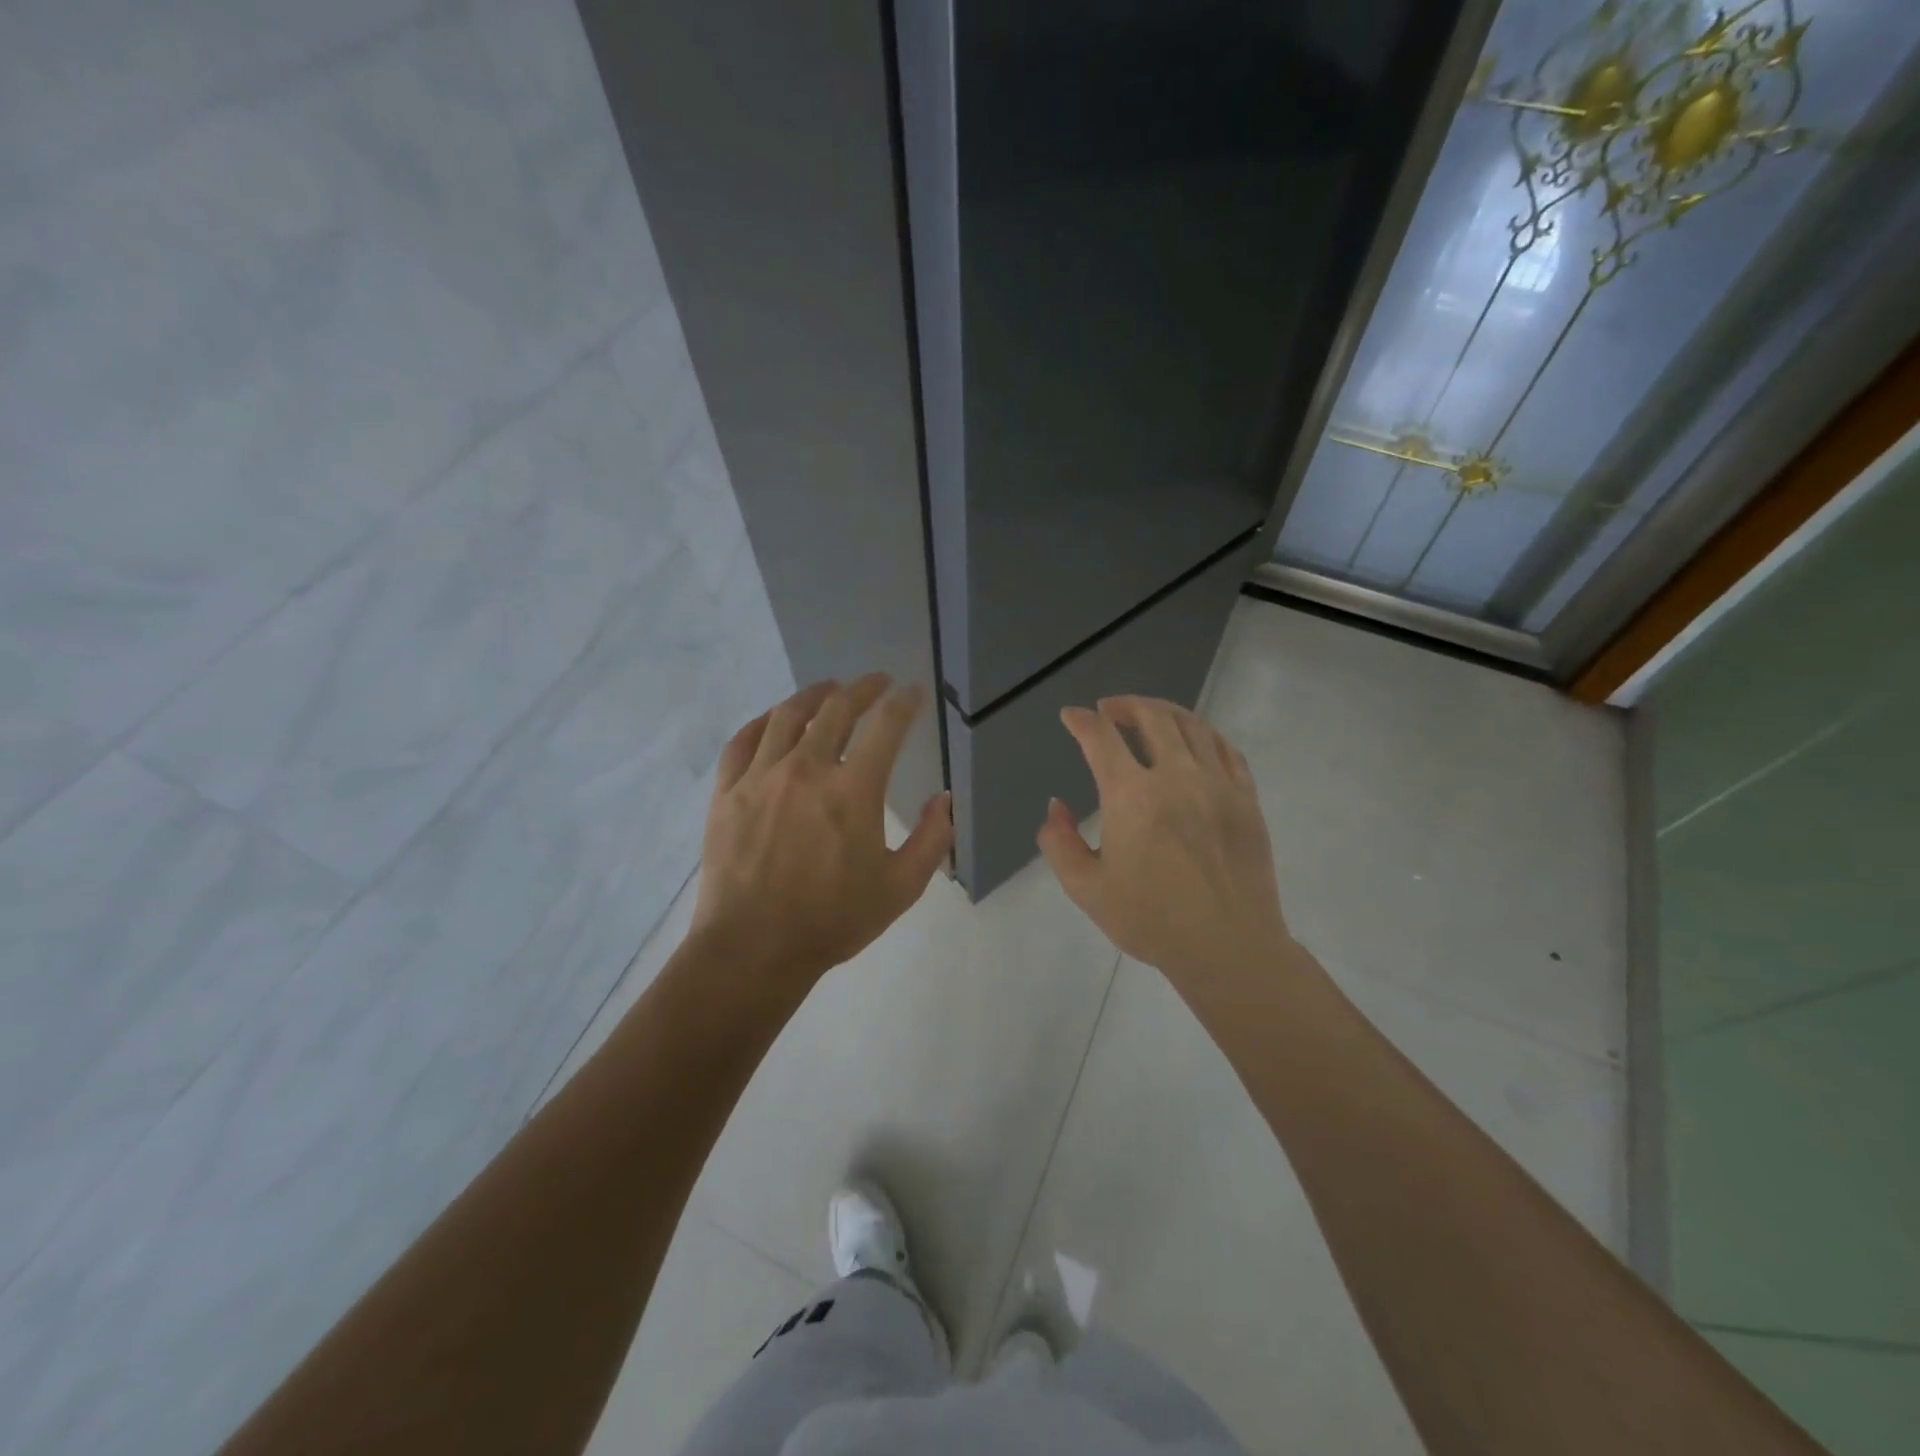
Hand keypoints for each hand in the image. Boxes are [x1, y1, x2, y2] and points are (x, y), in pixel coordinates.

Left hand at [690, 675, 952, 997]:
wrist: (753, 948)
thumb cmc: (832, 920)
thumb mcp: (900, 887)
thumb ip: (932, 839)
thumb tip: (944, 799)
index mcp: (853, 790)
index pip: (886, 727)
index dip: (903, 703)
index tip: (912, 693)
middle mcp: (807, 769)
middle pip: (836, 709)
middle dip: (862, 689)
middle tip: (875, 682)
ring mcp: (761, 777)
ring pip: (787, 716)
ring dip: (813, 695)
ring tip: (827, 689)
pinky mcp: (728, 792)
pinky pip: (742, 741)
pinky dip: (762, 722)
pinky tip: (772, 720)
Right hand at [1038, 696, 1289, 993]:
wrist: (1227, 947)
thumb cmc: (1150, 920)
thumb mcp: (1086, 888)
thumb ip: (1059, 842)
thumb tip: (1056, 806)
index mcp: (1132, 796)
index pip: (1101, 738)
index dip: (1081, 721)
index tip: (1071, 716)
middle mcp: (1176, 776)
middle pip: (1151, 717)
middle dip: (1124, 705)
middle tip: (1108, 709)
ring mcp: (1218, 784)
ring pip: (1191, 725)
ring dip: (1163, 712)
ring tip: (1147, 715)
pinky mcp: (1246, 798)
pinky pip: (1225, 748)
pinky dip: (1203, 733)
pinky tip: (1194, 738)